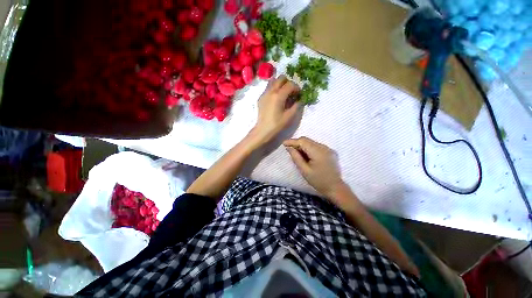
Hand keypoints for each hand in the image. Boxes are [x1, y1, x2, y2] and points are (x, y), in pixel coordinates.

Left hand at [249, 75, 300, 145]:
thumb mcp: (289, 116)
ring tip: (283, 93)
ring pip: (273, 81)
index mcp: (279, 95)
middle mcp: (271, 91)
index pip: (290, 84)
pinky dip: (274, 89)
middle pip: (281, 78)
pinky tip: (276, 99)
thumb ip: (296, 106)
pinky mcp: (261, 98)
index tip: (298, 94)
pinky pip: (268, 88)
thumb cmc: (277, 124)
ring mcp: (264, 93)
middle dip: (288, 83)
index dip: (297, 88)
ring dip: (280, 84)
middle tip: (291, 92)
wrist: (263, 130)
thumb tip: (299, 100)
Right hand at [284, 137, 349, 202]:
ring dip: (303, 146)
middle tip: (289, 150)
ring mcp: (328, 149)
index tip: (284, 144)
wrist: (335, 188)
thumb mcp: (304, 170)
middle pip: (307, 140)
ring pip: (311, 142)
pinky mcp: (330, 151)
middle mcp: (324, 147)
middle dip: (297, 143)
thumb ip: (296, 157)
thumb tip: (289, 148)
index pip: (303, 141)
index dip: (292, 141)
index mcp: (318, 152)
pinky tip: (306, 155)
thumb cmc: (318, 181)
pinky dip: (309, 148)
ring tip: (297, 153)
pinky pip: (317, 146)